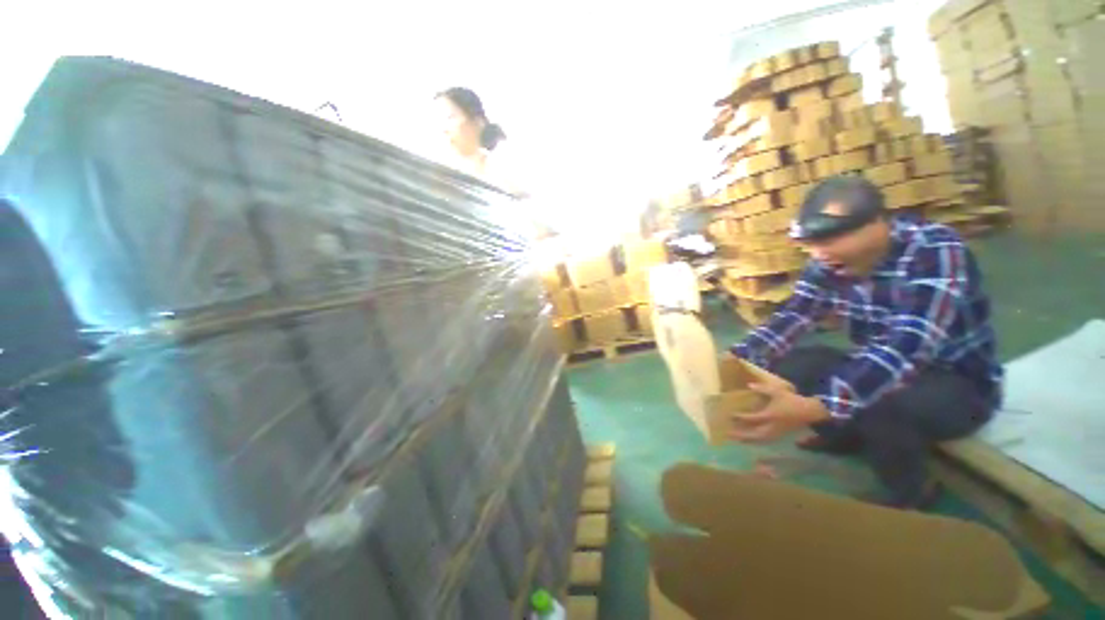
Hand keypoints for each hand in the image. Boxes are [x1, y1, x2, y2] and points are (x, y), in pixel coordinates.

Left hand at [728, 382, 830, 443]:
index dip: (741, 418)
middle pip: (755, 434)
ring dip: (749, 440)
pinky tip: (751, 440)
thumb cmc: (792, 400)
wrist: (810, 411)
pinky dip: (758, 441)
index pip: (753, 419)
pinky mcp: (781, 435)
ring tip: (738, 439)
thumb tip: (749, 385)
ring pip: (761, 439)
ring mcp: (777, 432)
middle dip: (743, 435)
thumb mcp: (777, 392)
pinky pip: (767, 440)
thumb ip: (762, 389)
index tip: (731, 416)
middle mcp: (772, 426)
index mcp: (770, 415)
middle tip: (730, 435)